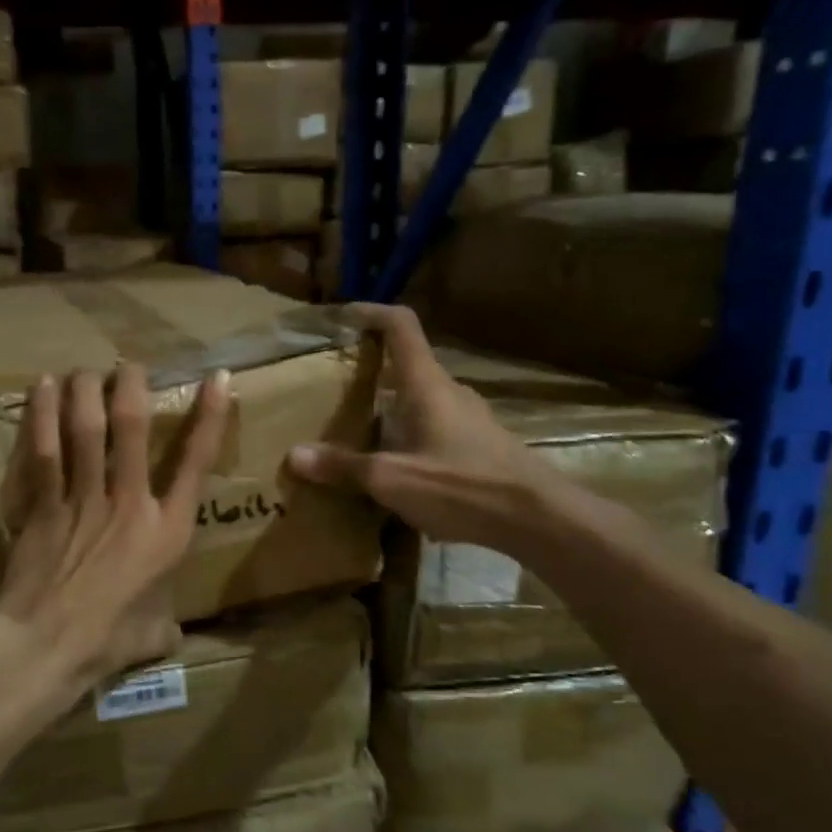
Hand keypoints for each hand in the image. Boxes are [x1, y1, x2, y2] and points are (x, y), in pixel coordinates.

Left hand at [0, 363, 230, 694]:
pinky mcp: (43, 504)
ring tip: (85, 370)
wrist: (46, 645)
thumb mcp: (154, 633)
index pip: (196, 462)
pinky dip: (43, 416)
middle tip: (128, 366)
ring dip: (85, 391)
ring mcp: (82, 499)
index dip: (210, 417)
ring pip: (86, 429)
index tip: (216, 378)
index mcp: (166, 531)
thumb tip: (171, 632)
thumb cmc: (107, 640)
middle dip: (131, 387)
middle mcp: (128, 502)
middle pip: (132, 428)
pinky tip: (41, 388)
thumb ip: (167, 623)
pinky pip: (45, 450)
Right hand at [285, 303, 545, 549]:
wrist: (538, 519)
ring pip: (420, 398)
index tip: (342, 316)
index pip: (400, 326)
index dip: (371, 312)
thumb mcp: (391, 479)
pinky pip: (433, 426)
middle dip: (370, 368)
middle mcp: (449, 391)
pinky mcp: (479, 444)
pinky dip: (407, 433)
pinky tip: (393, 466)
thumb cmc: (462, 486)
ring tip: (355, 429)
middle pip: (406, 364)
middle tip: (333, 386)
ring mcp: (468, 418)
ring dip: (388, 406)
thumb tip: (293, 455)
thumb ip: (343, 466)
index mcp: (426, 384)